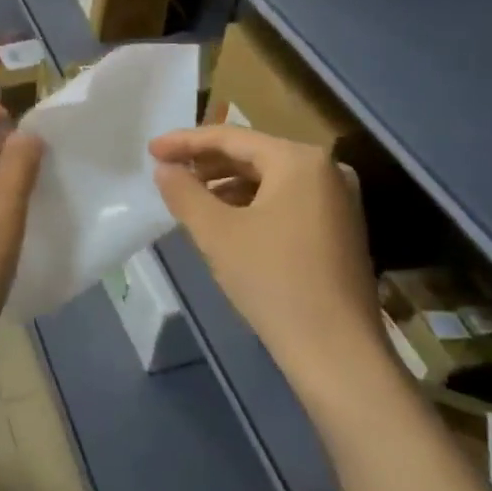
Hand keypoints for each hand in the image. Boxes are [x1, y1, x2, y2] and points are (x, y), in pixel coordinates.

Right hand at [151, 126, 383, 390]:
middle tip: (168, 172)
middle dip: (207, 164)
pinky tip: (226, 223)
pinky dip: (252, 206)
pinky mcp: (340, 229)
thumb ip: (185, 193)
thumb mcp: (217, 233)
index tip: (151, 150)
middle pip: (253, 156)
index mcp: (299, 160)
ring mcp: (338, 200)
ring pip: (270, 180)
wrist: (337, 352)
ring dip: (228, 186)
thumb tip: (165, 168)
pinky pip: (286, 202)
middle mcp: (326, 169)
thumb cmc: (273, 281)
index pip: (232, 138)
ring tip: (190, 199)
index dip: (186, 142)